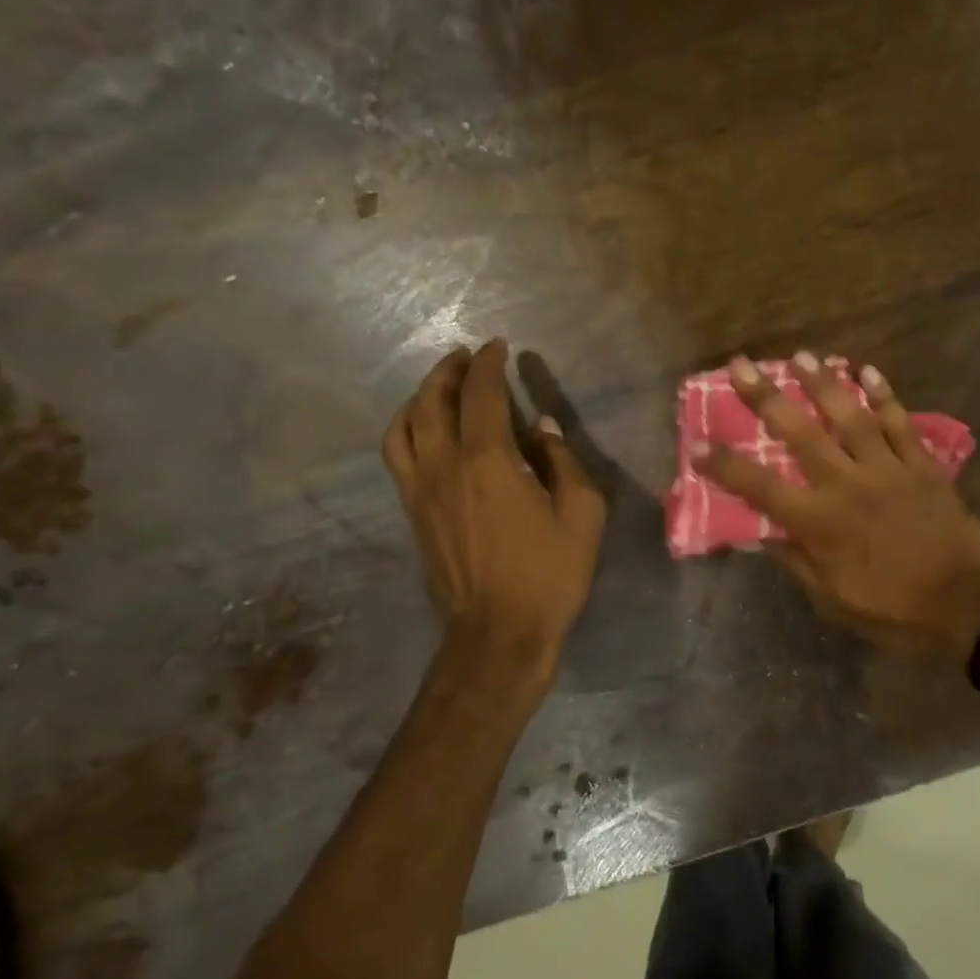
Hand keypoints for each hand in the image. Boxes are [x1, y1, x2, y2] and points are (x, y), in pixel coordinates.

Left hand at [382, 340, 606, 669]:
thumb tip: (542, 428)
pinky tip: (422, 430)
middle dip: (450, 370)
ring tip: (440, 387)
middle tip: (468, 357)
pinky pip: (397, 455)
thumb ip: (563, 462)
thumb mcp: (581, 514)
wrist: (499, 632)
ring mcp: (421, 490)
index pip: (481, 394)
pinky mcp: (413, 512)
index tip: (499, 346)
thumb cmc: (549, 573)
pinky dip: (406, 428)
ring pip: (404, 425)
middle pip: (433, 400)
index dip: (489, 364)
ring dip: (421, 395)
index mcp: (489, 461)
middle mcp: (445, 465)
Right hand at [695, 352, 979, 659]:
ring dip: (823, 383)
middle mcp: (846, 484)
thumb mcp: (831, 597)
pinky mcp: (921, 465)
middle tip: (742, 364)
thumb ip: (796, 560)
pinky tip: (868, 370)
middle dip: (766, 397)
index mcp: (819, 521)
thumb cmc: (891, 608)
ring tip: (802, 356)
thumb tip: (763, 534)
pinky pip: (900, 423)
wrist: (964, 602)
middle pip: (800, 434)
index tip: (698, 445)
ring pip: (850, 416)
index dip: (726, 465)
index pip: (760, 487)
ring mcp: (887, 469)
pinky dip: (884, 396)